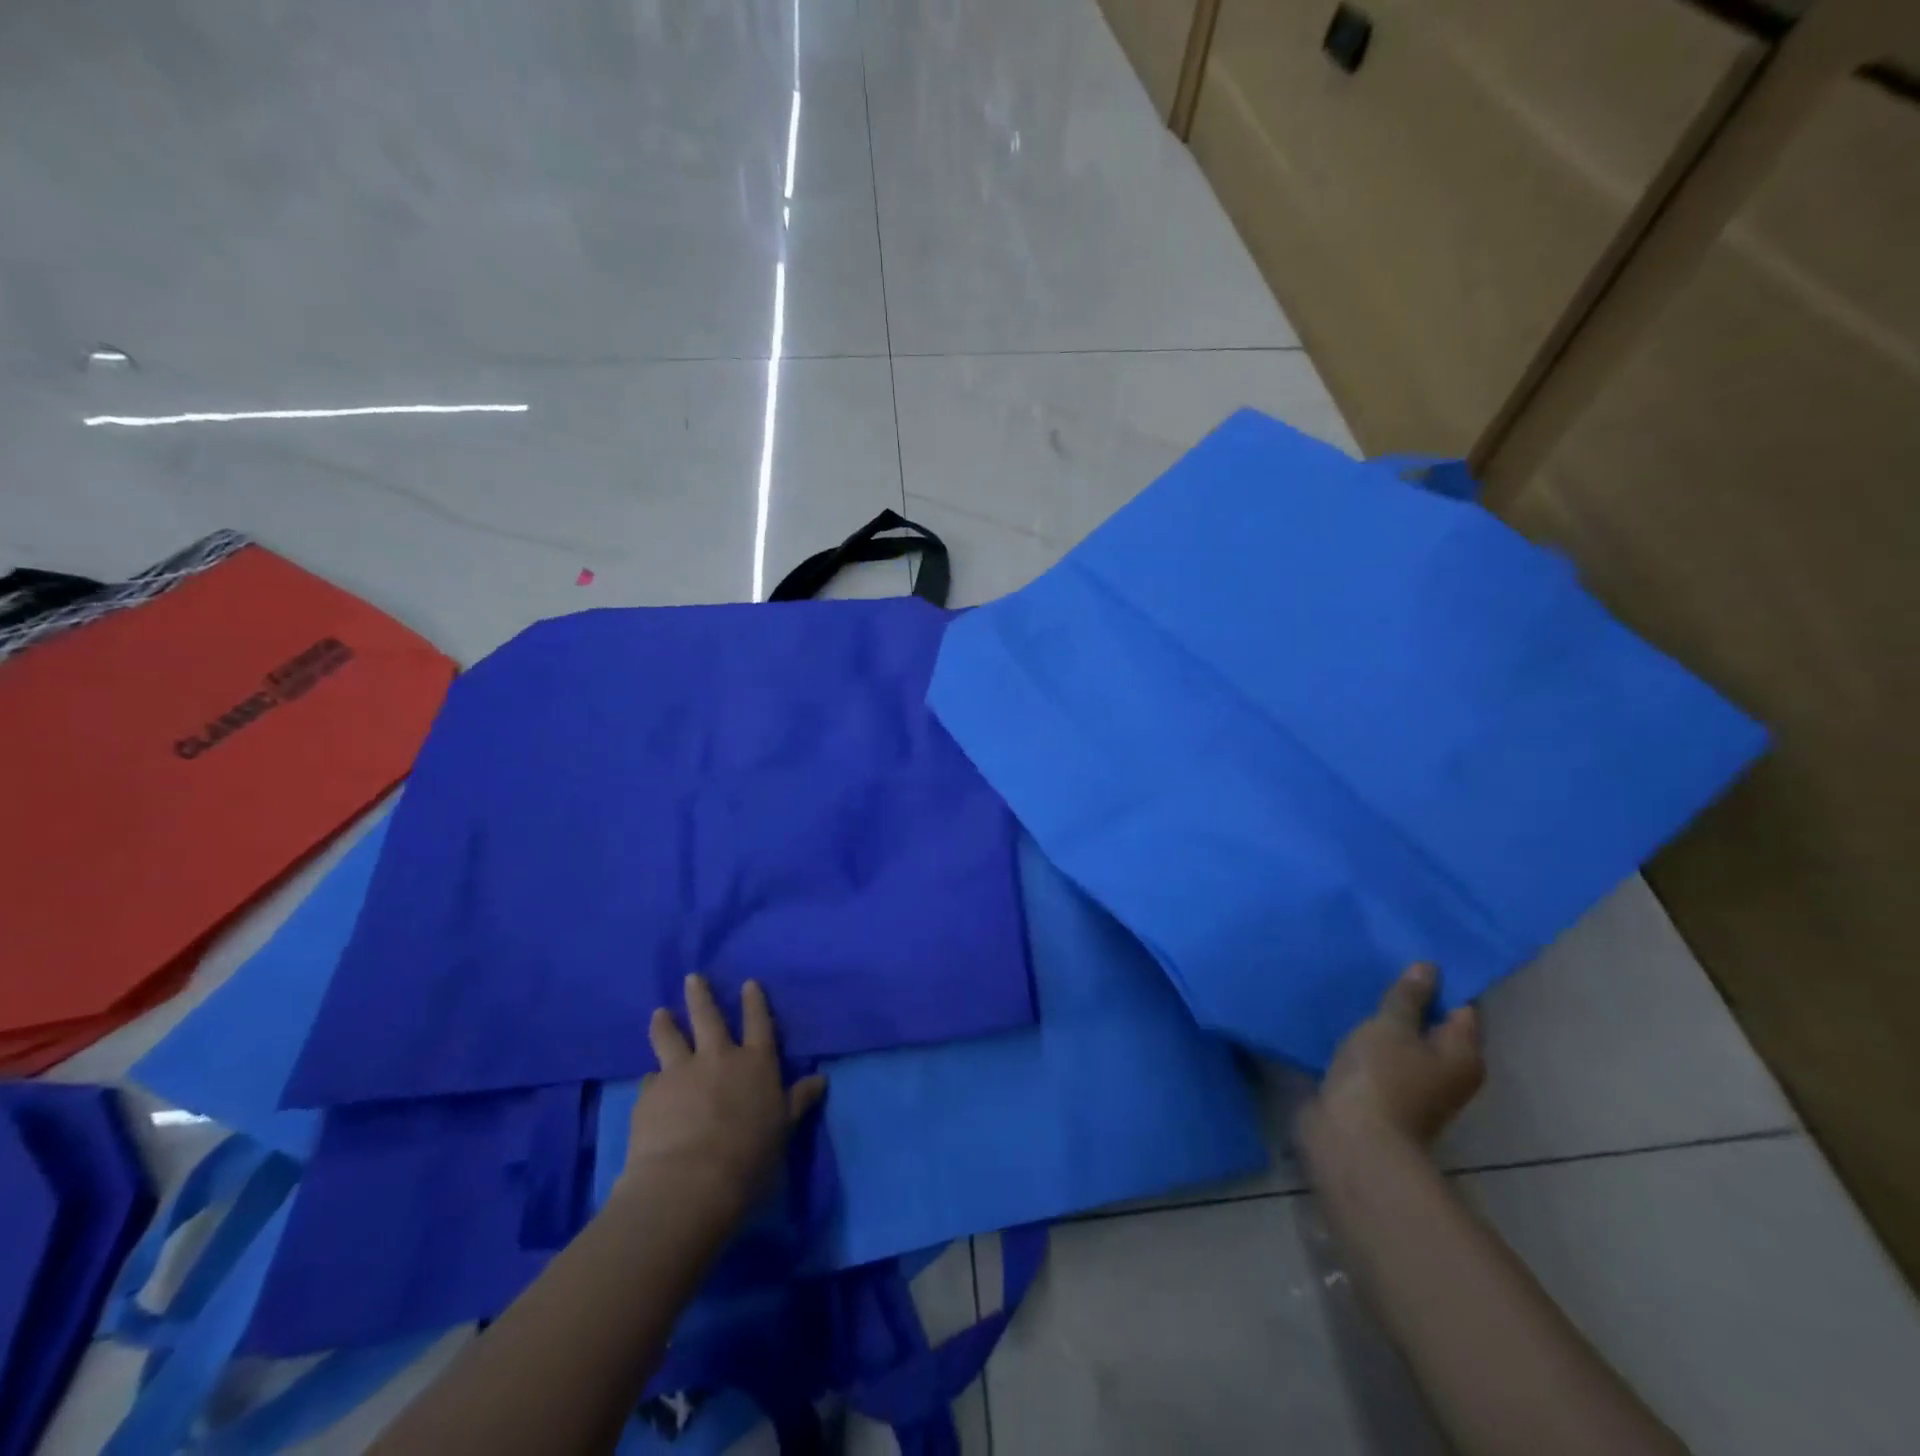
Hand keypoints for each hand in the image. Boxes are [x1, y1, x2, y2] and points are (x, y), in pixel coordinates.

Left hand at [621, 974, 825, 1214]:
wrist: (689, 1183)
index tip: (749, 983)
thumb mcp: (783, 1130)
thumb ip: (798, 1101)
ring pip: (670, 1038)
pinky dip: (652, 1079)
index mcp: (755, 1064)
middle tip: (692, 978)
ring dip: (665, 1024)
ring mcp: (680, 1072)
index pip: (758, 1023)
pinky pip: (650, 1080)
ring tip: (659, 1013)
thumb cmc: (749, 1157)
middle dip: (701, 996)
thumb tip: (821, 1079)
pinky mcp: (650, 1094)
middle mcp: (718, 1058)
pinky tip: (648, 1083)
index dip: (754, 1002)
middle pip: (709, 1018)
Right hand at [1308, 963, 1483, 1148]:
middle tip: (1378, 966)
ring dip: (1382, 1020)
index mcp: (1463, 1054)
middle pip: (1432, 1025)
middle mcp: (1447, 1071)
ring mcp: (1414, 1085)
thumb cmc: (1382, 1077)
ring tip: (1355, 988)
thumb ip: (1408, 996)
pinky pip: (1378, 1056)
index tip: (1409, 955)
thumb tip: (1429, 968)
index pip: (1461, 1007)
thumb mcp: (1392, 1026)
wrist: (1351, 1139)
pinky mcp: (1382, 1093)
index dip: (1440, 982)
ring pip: (1402, 1041)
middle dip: (1408, 999)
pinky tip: (1341, 1019)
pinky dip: (1365, 1040)